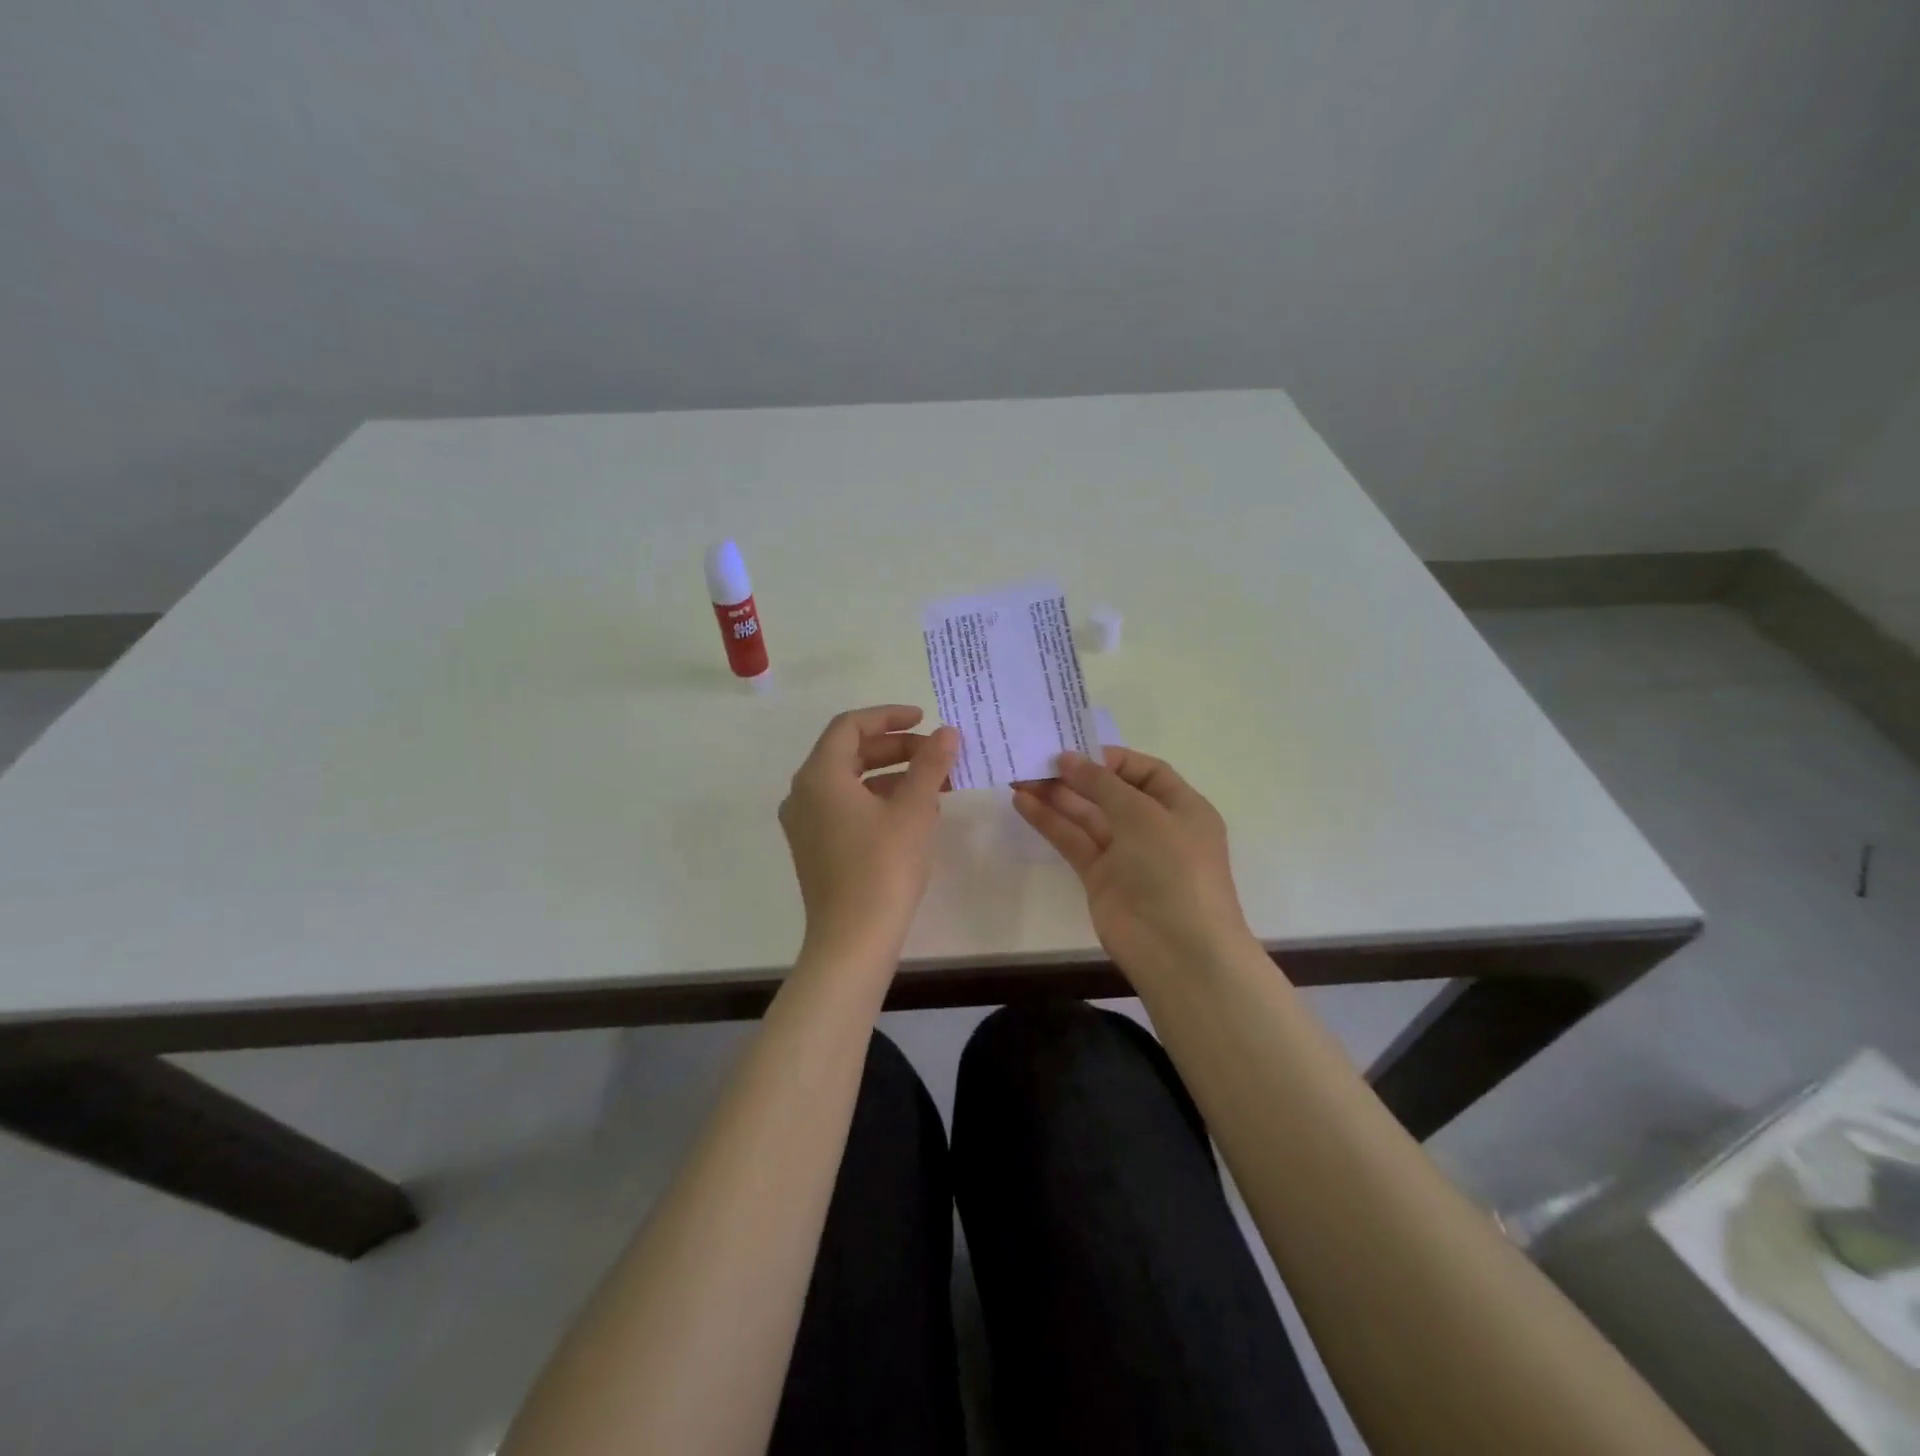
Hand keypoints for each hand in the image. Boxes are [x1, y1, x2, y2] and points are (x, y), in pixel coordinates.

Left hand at [780, 705, 958, 964]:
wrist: (852, 940)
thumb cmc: (883, 867)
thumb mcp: (913, 810)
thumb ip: (930, 764)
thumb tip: (947, 733)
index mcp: (819, 776)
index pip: (851, 726)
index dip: (889, 716)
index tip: (925, 719)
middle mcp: (804, 793)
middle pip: (850, 753)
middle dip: (897, 748)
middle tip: (938, 753)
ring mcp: (806, 824)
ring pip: (852, 783)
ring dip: (893, 776)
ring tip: (937, 783)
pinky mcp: (816, 848)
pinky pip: (848, 808)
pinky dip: (880, 801)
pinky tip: (917, 813)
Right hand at [1013, 748, 1254, 979]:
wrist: (1178, 950)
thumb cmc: (1173, 868)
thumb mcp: (1142, 814)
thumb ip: (1101, 784)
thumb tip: (1068, 758)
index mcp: (1181, 807)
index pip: (1145, 771)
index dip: (1110, 759)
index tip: (1073, 751)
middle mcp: (1154, 827)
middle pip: (1110, 792)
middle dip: (1075, 776)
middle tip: (1035, 759)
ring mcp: (1126, 855)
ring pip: (1087, 816)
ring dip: (1055, 796)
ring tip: (1019, 776)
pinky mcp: (1100, 878)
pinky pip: (1073, 842)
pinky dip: (1050, 823)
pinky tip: (1023, 803)